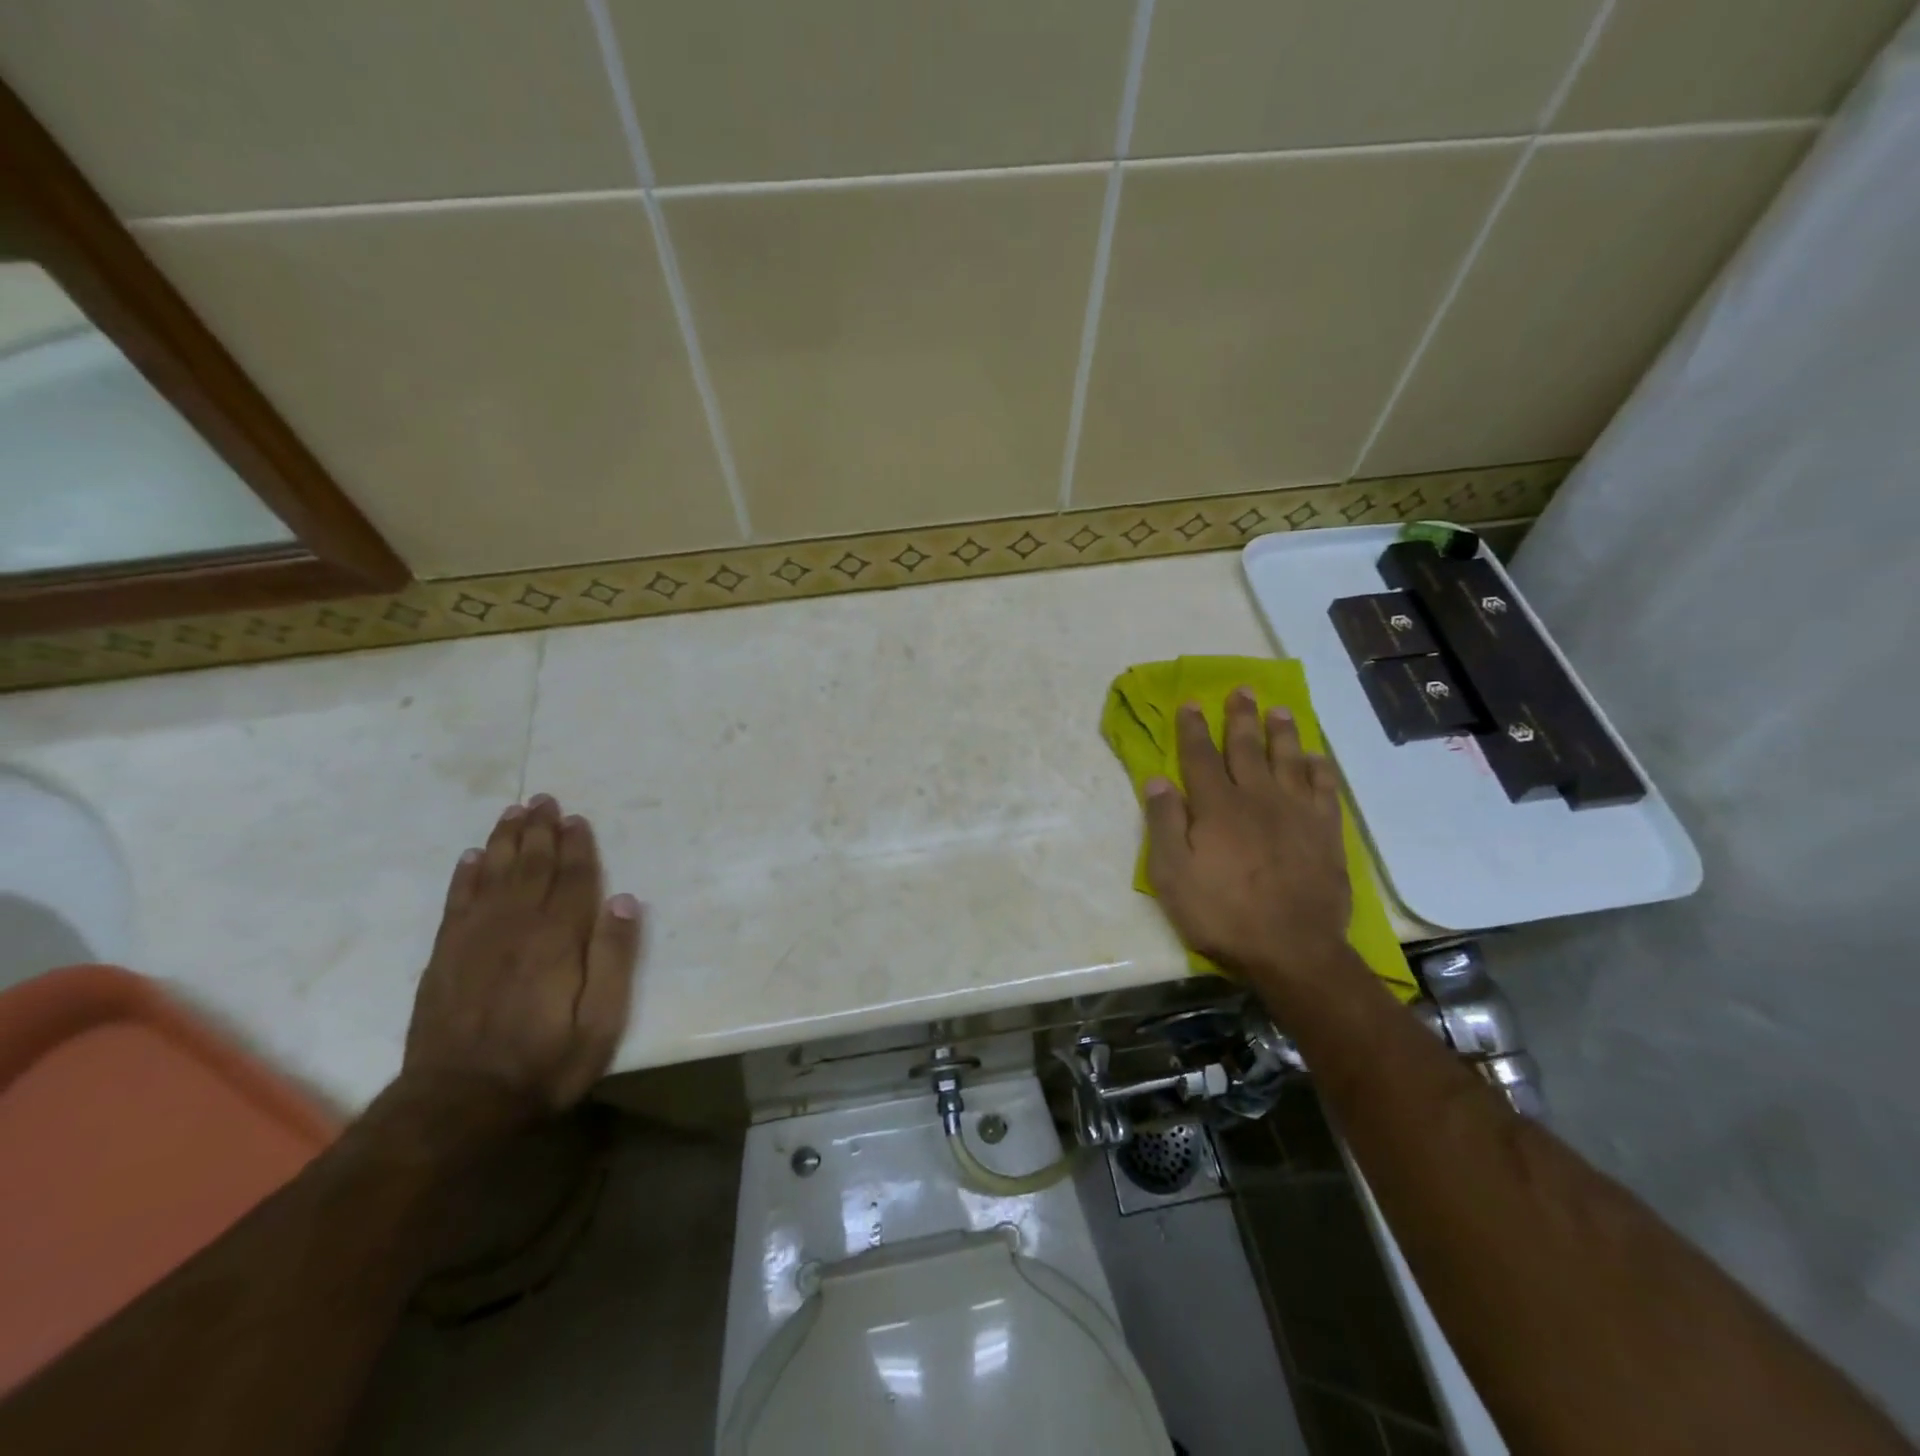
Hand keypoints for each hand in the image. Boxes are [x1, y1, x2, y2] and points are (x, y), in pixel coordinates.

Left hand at [400, 795, 641, 1127]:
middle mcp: (515, 927)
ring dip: (504, 841)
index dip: (577, 847)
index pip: (572, 879)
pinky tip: (471, 858)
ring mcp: (474, 939)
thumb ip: (614, 958)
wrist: (457, 1104)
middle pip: (530, 866)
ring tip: (512, 813)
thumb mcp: (600, 1021)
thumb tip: (623, 901)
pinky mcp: (445, 957)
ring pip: (492, 875)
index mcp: (557, 938)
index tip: (577, 819)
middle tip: (543, 800)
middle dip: (539, 831)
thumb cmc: (544, 1063)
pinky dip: (465, 875)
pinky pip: (456, 902)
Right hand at [1144, 689, 1353, 986]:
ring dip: (1282, 732)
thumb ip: (1164, 825)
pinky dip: (1319, 769)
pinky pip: (1324, 789)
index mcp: (1216, 807)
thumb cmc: (1222, 915)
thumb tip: (1157, 780)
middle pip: (1246, 748)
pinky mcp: (1325, 832)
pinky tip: (1316, 758)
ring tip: (1279, 710)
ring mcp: (1296, 813)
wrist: (1292, 950)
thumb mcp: (1172, 876)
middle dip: (1240, 717)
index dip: (1193, 728)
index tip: (1191, 703)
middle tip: (1242, 690)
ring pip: (1288, 760)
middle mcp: (1257, 798)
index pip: (1200, 757)